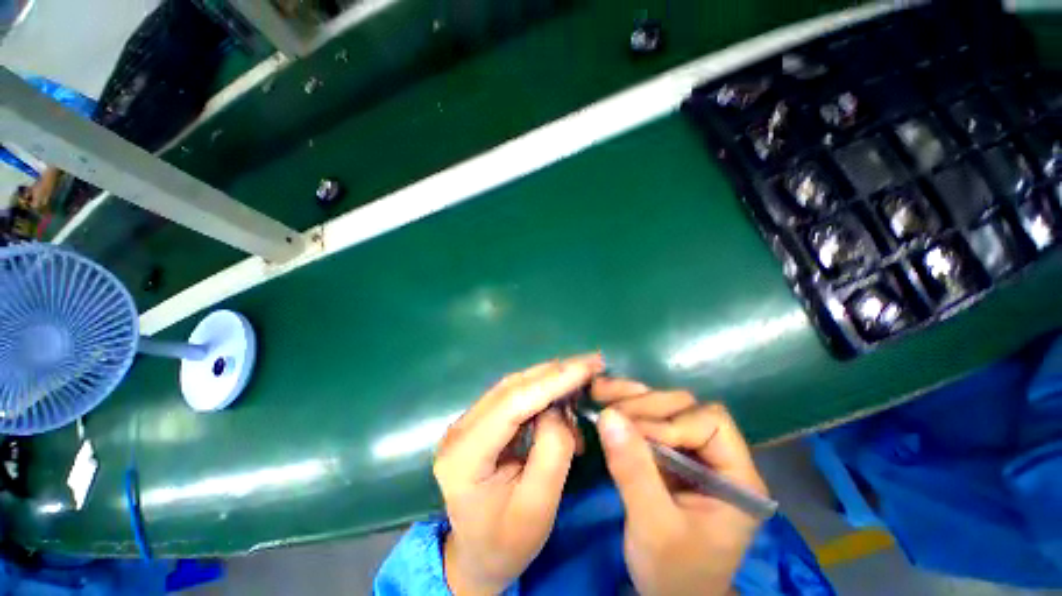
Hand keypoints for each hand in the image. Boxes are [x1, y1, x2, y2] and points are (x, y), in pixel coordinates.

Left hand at [434, 354, 603, 594]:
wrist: (479, 555)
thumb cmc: (508, 542)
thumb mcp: (538, 507)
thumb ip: (552, 451)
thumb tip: (558, 408)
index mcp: (464, 456)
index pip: (511, 404)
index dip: (551, 382)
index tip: (586, 368)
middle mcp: (460, 429)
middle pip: (511, 387)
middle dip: (554, 371)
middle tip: (591, 362)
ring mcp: (468, 422)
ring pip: (514, 386)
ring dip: (550, 377)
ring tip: (582, 372)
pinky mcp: (480, 422)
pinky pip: (514, 396)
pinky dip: (542, 389)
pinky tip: (563, 389)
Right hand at [591, 378, 768, 595]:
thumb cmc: (674, 573)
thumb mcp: (654, 527)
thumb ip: (634, 472)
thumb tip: (608, 416)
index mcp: (736, 477)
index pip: (710, 423)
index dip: (672, 423)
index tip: (636, 436)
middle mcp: (718, 456)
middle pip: (686, 408)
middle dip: (646, 407)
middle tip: (609, 412)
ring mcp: (693, 452)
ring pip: (665, 407)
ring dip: (631, 401)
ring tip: (600, 395)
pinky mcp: (670, 453)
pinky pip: (649, 419)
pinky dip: (626, 409)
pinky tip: (604, 401)